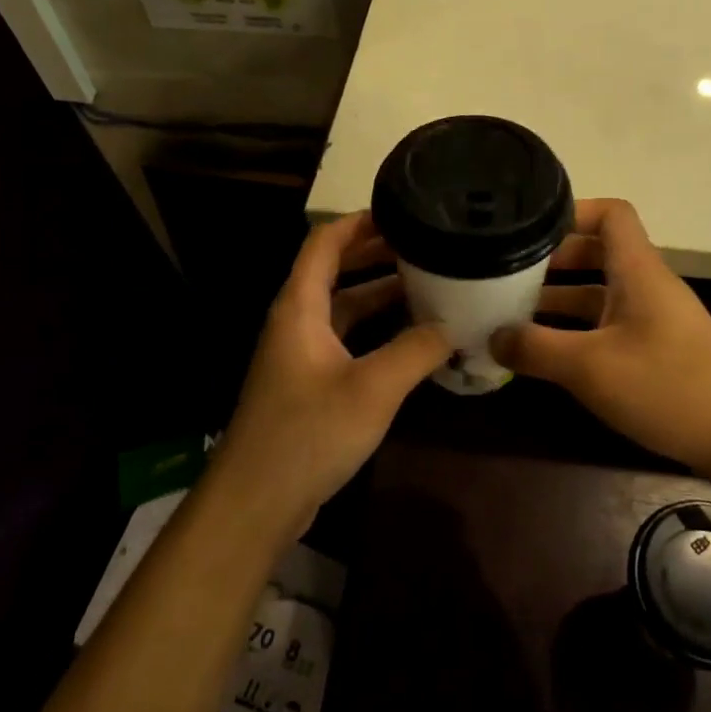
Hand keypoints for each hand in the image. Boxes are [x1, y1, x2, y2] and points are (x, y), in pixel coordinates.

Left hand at [211, 211, 450, 537]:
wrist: (257, 502)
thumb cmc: (308, 433)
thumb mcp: (373, 388)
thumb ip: (417, 349)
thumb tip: (453, 324)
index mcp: (299, 306)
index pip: (325, 242)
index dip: (359, 221)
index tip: (402, 209)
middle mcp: (296, 321)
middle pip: (335, 270)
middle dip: (376, 252)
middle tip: (425, 242)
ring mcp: (301, 354)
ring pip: (344, 307)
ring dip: (380, 293)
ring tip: (428, 281)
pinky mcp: (310, 384)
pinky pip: (347, 339)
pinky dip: (377, 330)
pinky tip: (412, 338)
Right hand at [491, 199, 710, 478]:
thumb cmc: (669, 387)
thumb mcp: (591, 368)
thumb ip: (536, 349)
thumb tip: (492, 337)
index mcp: (638, 271)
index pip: (611, 214)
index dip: (572, 212)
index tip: (529, 231)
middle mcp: (647, 286)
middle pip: (597, 252)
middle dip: (552, 261)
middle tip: (507, 276)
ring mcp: (654, 319)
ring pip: (600, 292)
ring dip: (560, 299)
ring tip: (513, 315)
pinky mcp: (658, 349)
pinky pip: (609, 324)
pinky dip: (577, 330)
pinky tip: (548, 353)